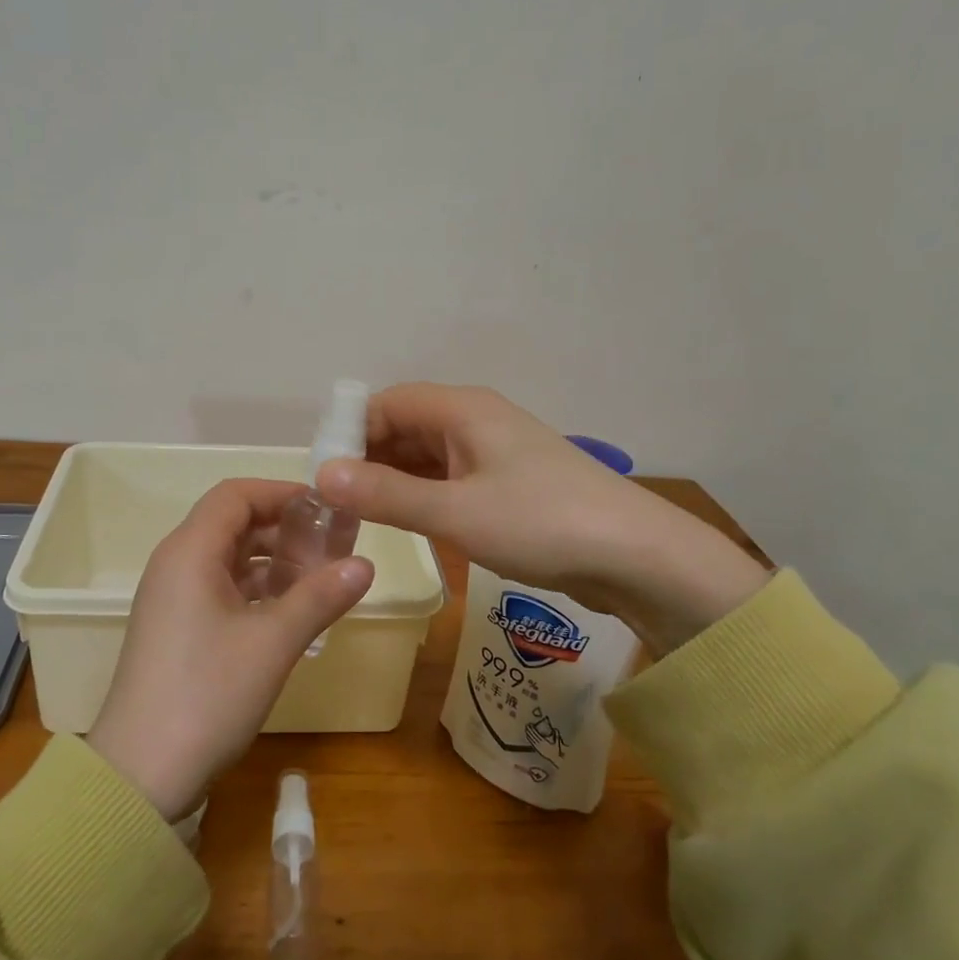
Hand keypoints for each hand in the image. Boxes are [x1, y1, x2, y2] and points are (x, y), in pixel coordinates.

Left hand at [86, 479, 373, 819]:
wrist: (141, 774)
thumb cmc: (207, 695)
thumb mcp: (273, 643)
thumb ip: (320, 597)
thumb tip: (366, 564)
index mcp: (190, 552)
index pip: (236, 495)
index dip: (281, 492)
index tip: (327, 507)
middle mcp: (176, 564)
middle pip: (233, 523)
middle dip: (284, 528)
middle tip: (333, 544)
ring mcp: (173, 598)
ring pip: (229, 558)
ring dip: (273, 560)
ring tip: (321, 577)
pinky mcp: (177, 627)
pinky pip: (221, 588)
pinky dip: (257, 589)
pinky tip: (292, 610)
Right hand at [315, 384, 768, 650]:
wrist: (637, 556)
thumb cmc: (541, 523)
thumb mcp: (455, 512)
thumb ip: (386, 494)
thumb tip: (321, 475)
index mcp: (463, 409)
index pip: (387, 403)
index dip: (350, 432)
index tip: (322, 474)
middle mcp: (476, 420)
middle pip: (405, 426)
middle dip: (368, 459)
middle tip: (334, 503)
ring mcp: (495, 452)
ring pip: (427, 456)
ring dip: (394, 480)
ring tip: (360, 517)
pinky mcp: (509, 483)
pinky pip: (450, 478)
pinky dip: (423, 495)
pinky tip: (407, 522)